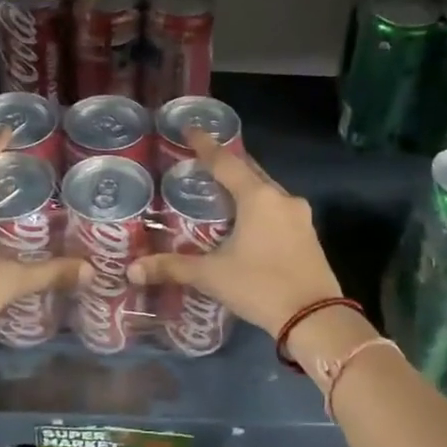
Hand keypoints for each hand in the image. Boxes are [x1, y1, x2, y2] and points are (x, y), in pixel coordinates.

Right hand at [126, 130, 341, 335]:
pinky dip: (260, 207)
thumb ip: (173, 267)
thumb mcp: (212, 276)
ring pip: (267, 191)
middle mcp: (281, 198)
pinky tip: (248, 220)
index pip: (226, 162)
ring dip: (247, 187)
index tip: (191, 129)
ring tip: (223, 191)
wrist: (315, 317)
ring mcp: (300, 216)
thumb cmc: (260, 286)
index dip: (205, 146)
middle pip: (250, 172)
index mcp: (257, 197)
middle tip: (205, 161)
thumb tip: (132, 270)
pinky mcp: (309, 235)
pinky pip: (279, 210)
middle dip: (229, 164)